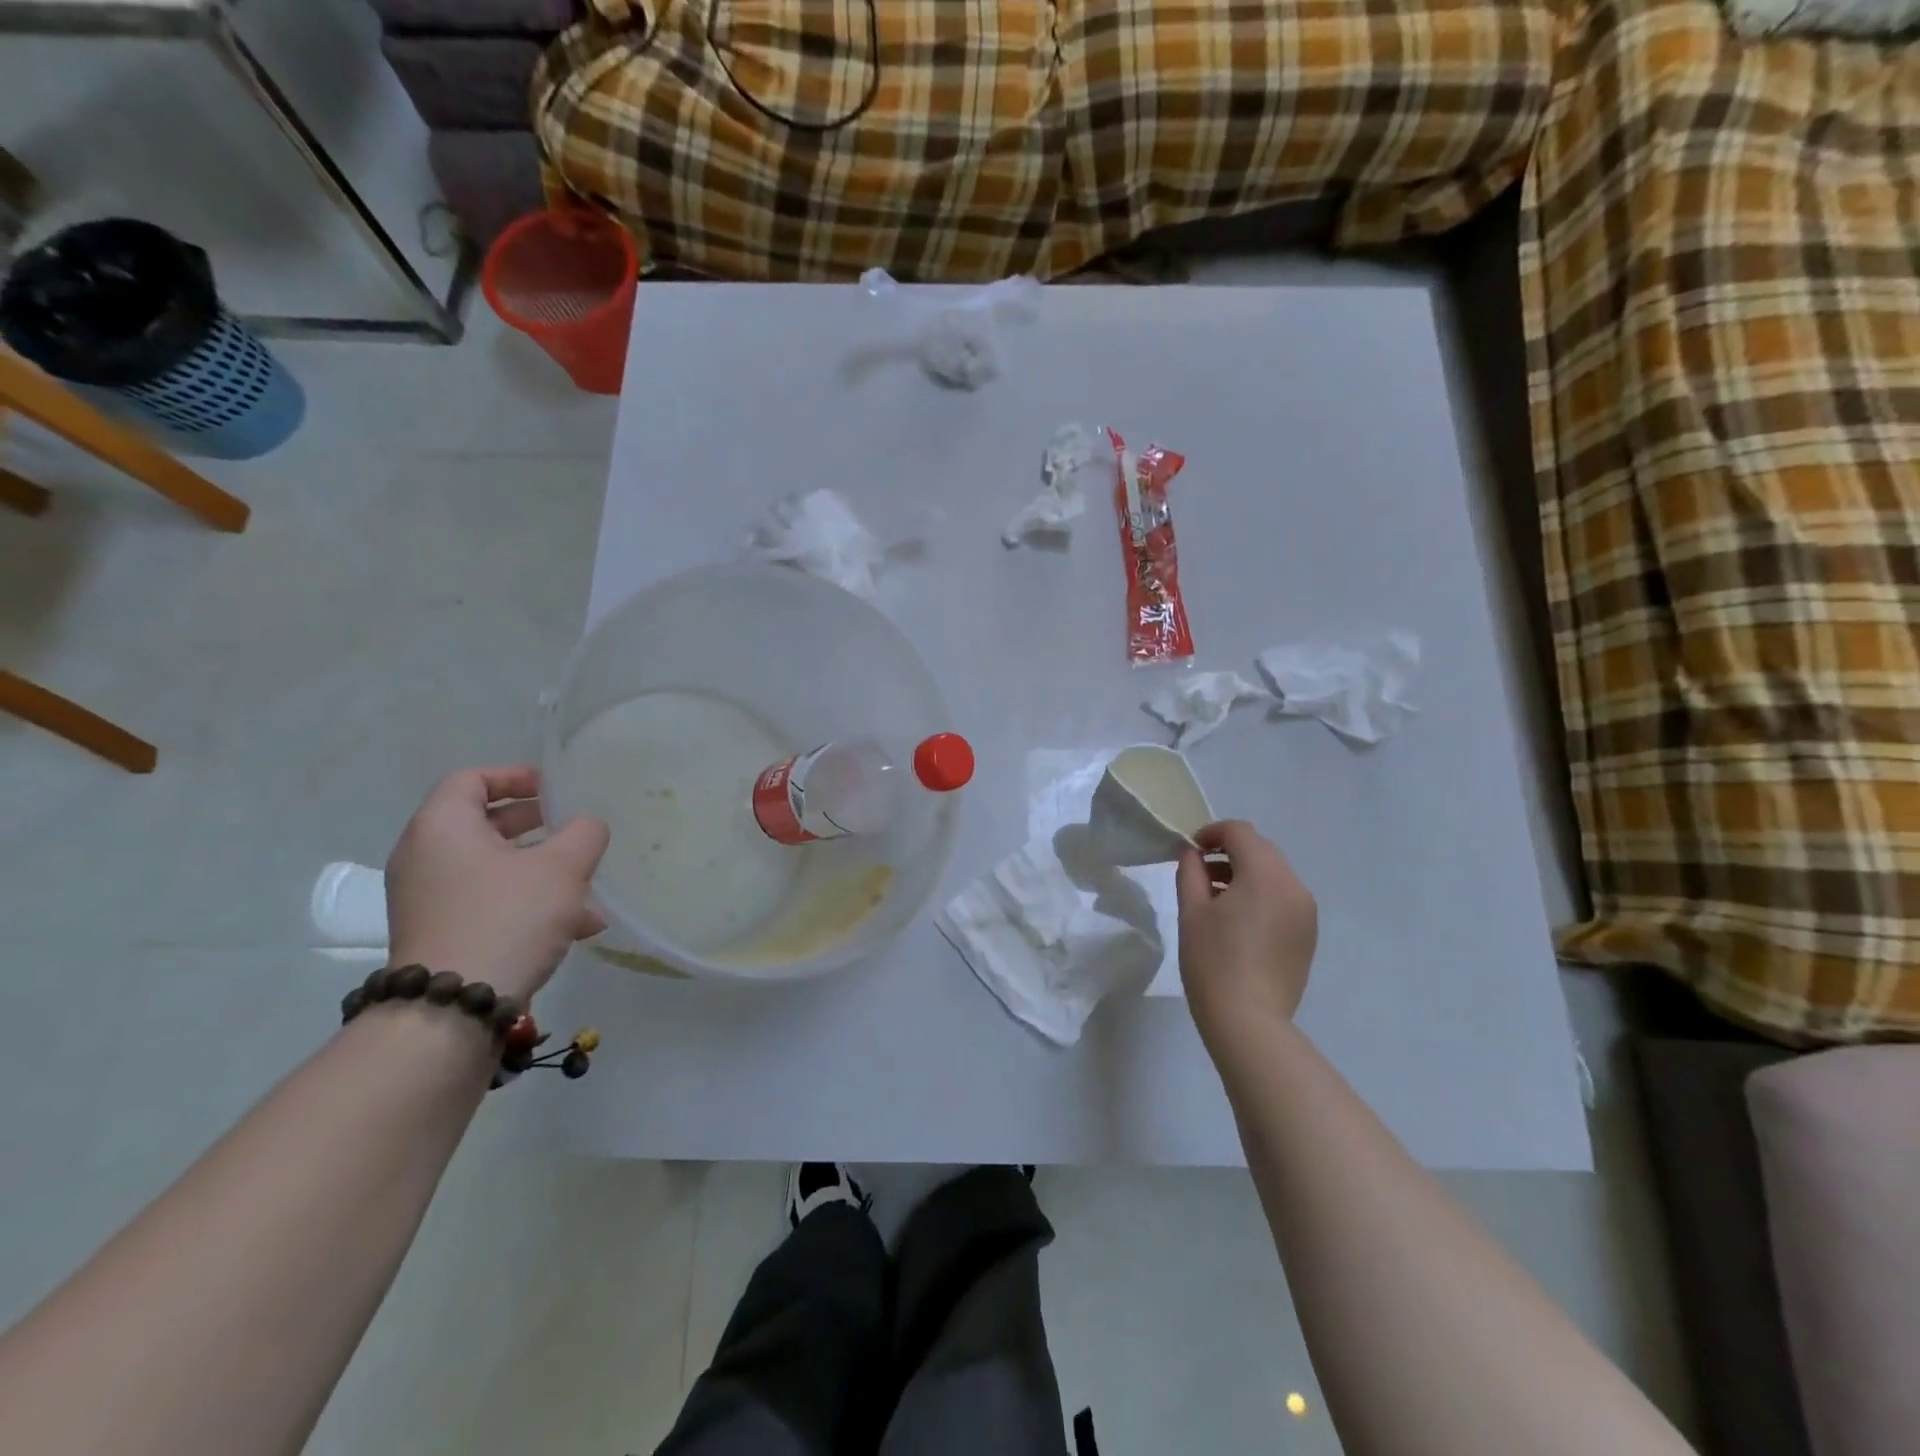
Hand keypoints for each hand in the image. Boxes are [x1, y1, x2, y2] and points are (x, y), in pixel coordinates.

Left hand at [386, 766, 609, 1002]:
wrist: (454, 1009)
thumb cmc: (507, 918)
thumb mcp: (562, 868)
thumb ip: (584, 834)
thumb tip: (587, 825)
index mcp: (442, 827)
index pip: (471, 779)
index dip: (516, 776)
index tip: (554, 788)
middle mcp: (425, 858)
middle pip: (482, 824)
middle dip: (536, 825)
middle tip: (573, 828)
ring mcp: (430, 901)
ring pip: (493, 868)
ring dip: (541, 870)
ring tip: (588, 885)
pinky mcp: (442, 935)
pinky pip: (489, 902)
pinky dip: (528, 902)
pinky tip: (578, 926)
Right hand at [1175, 820, 1317, 1044]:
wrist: (1249, 1021)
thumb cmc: (1213, 961)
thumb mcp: (1192, 911)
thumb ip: (1190, 871)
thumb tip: (1191, 852)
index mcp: (1265, 875)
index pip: (1241, 832)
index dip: (1212, 833)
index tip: (1190, 851)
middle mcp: (1294, 886)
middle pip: (1261, 850)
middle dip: (1230, 853)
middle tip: (1199, 874)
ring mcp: (1306, 912)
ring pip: (1274, 874)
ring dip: (1245, 874)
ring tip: (1216, 900)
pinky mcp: (1308, 934)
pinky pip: (1283, 898)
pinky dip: (1261, 895)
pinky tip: (1238, 922)